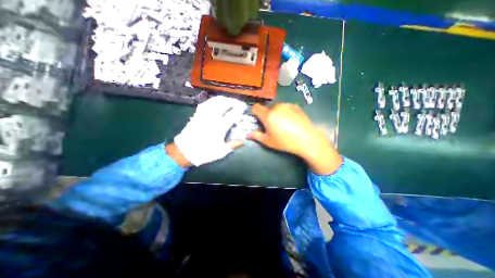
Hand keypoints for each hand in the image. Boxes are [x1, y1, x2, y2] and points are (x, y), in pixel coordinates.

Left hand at [173, 96, 246, 166]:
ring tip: (229, 100)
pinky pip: (206, 103)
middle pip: (224, 104)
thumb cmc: (204, 152)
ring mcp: (203, 114)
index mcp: (219, 127)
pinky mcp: (197, 114)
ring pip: (215, 101)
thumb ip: (233, 145)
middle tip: (238, 102)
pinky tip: (216, 101)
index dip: (239, 108)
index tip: (244, 106)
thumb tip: (243, 141)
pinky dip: (213, 100)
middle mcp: (212, 118)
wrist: (184, 151)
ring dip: (223, 99)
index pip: (232, 114)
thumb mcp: (221, 152)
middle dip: (233, 101)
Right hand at [249, 103, 342, 173]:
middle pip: (267, 109)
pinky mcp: (295, 106)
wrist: (307, 139)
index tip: (258, 119)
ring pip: (277, 108)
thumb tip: (247, 135)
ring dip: (276, 114)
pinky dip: (285, 113)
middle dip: (267, 116)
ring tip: (284, 124)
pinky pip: (286, 108)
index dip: (255, 112)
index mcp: (268, 115)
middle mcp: (276, 107)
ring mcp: (287, 105)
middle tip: (272, 126)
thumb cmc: (285, 142)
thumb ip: (256, 136)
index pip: (256, 107)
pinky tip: (292, 122)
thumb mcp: (269, 141)